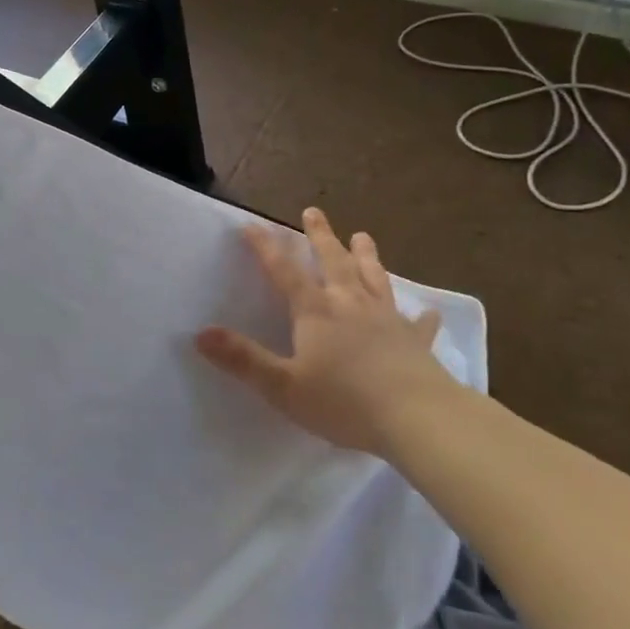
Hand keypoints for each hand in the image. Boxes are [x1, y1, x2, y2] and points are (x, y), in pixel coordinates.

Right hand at [196, 207, 464, 455]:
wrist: (416, 418)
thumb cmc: (343, 402)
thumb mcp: (282, 386)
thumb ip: (243, 359)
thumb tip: (201, 333)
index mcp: (316, 311)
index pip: (284, 271)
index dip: (266, 248)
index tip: (252, 225)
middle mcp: (351, 304)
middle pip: (333, 261)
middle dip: (320, 236)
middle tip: (313, 211)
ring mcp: (387, 319)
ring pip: (374, 278)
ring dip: (367, 256)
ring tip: (363, 235)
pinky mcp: (415, 342)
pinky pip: (418, 323)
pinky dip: (421, 316)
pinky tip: (428, 312)